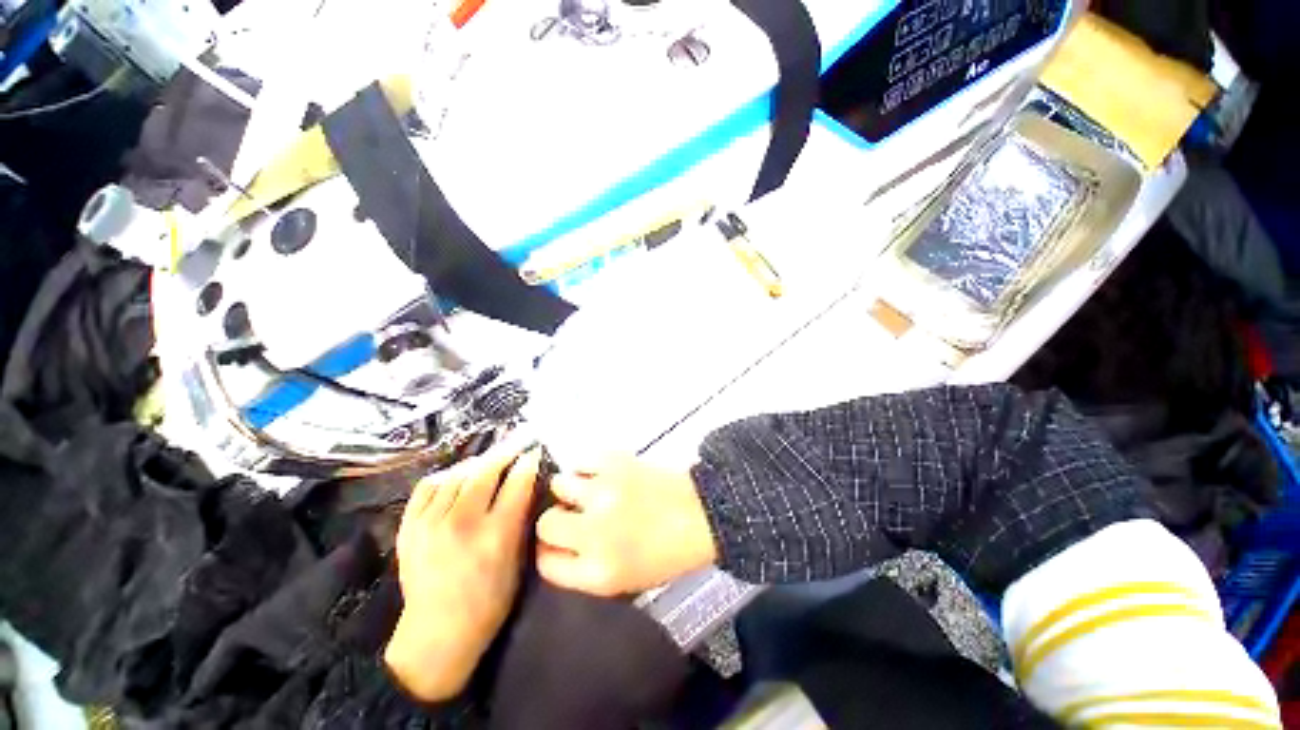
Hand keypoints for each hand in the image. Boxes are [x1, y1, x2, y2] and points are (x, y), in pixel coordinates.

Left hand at [384, 443, 541, 702]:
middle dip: (506, 451)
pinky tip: (457, 476)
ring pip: (457, 473)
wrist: (437, 634)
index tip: (535, 450)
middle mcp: (461, 524)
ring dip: (478, 461)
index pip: (517, 482)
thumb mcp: (518, 560)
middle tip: (517, 442)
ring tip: (490, 460)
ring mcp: (429, 524)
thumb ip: (521, 517)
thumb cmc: (489, 601)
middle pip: (486, 470)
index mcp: (495, 535)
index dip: (529, 461)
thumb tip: (526, 481)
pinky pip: (428, 486)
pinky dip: (445, 475)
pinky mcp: (408, 528)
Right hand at [536, 454, 717, 596]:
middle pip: (546, 522)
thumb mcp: (625, 581)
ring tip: (590, 490)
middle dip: (557, 519)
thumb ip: (586, 570)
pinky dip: (587, 466)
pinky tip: (601, 473)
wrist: (701, 514)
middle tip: (575, 514)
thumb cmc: (667, 553)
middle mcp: (593, 533)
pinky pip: (582, 460)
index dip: (549, 551)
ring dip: (571, 489)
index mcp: (597, 573)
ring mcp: (603, 493)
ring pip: (560, 485)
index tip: (557, 542)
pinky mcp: (615, 463)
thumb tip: (558, 546)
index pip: (546, 563)